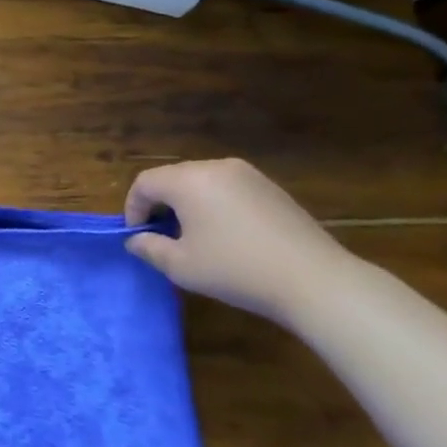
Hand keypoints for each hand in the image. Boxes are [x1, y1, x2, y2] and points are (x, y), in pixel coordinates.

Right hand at [122, 158, 357, 324]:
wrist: (313, 279)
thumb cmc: (235, 269)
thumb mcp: (181, 266)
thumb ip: (149, 248)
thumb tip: (136, 239)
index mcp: (189, 181)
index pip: (145, 183)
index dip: (133, 208)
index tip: (137, 235)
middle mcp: (216, 167)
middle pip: (172, 178)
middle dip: (159, 204)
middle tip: (161, 236)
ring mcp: (248, 174)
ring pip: (200, 181)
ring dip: (187, 204)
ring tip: (192, 236)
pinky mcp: (270, 187)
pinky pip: (228, 188)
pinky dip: (214, 204)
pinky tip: (225, 235)